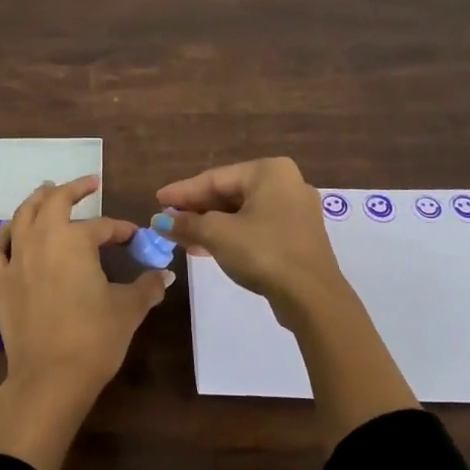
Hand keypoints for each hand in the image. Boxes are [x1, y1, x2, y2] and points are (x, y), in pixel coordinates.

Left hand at [0, 176, 171, 469]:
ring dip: (37, 200)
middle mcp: (42, 239)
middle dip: (73, 190)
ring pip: (23, 216)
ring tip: (47, 191)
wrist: (50, 378)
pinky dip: (3, 233)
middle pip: (55, 202)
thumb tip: (164, 274)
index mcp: (75, 240)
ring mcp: (16, 259)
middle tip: (88, 184)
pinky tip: (11, 231)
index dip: (122, 230)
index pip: (103, 226)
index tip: (135, 238)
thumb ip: (147, 286)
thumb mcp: (128, 309)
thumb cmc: (94, 338)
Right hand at [154, 158, 346, 319]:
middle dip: (196, 210)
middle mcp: (286, 183)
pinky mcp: (298, 236)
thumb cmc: (263, 252)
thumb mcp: (217, 234)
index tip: (157, 201)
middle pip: (229, 194)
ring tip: (181, 237)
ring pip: (242, 213)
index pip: (215, 178)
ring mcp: (295, 211)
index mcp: (269, 171)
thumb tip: (159, 221)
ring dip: (210, 225)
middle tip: (167, 219)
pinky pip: (256, 227)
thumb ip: (186, 223)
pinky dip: (231, 235)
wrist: (312, 297)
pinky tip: (205, 248)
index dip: (182, 192)